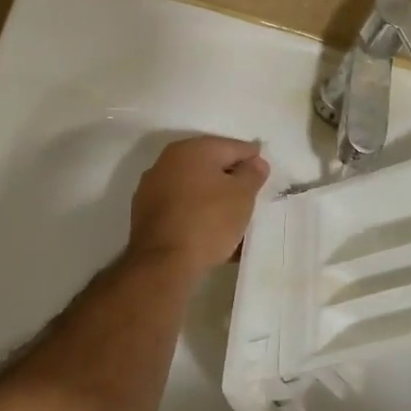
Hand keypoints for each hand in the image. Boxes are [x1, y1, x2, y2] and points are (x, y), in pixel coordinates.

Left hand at [128, 136, 269, 277]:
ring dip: (214, 199)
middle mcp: (168, 161)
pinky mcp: (145, 212)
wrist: (163, 263)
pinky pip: (181, 206)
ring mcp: (152, 186)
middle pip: (211, 166)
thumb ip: (252, 173)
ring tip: (232, 221)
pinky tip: (210, 233)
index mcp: (193, 149)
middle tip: (250, 199)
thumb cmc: (208, 221)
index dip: (253, 160)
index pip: (234, 147)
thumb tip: (255, 161)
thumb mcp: (242, 195)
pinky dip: (197, 214)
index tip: (264, 177)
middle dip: (232, 180)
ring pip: (195, 188)